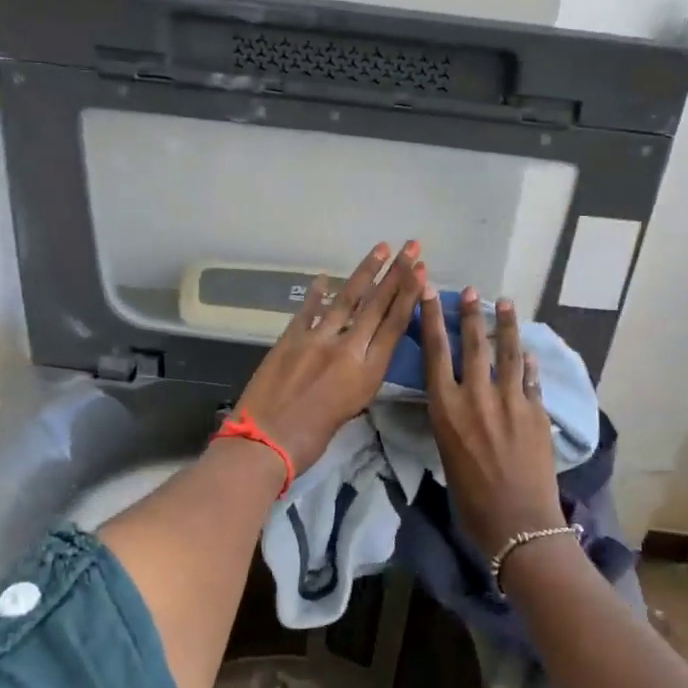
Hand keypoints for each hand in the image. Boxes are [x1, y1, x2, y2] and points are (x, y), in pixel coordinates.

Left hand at [232, 242, 423, 475]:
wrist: (266, 441)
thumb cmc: (312, 439)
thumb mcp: (350, 410)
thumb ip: (359, 379)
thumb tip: (360, 356)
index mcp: (367, 372)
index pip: (394, 325)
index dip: (409, 295)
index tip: (421, 271)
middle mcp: (347, 348)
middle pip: (376, 305)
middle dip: (396, 273)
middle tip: (411, 246)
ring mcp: (316, 339)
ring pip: (346, 298)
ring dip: (365, 271)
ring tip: (380, 248)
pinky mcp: (290, 338)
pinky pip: (308, 310)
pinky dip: (317, 293)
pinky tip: (324, 277)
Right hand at [419, 286, 563, 557]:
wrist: (517, 521)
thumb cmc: (470, 499)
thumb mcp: (446, 453)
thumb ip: (452, 421)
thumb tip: (459, 403)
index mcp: (447, 409)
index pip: (436, 353)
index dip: (432, 319)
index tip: (431, 292)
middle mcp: (477, 397)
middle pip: (474, 344)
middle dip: (471, 314)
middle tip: (473, 291)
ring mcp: (512, 401)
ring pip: (509, 353)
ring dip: (506, 326)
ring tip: (506, 303)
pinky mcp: (537, 412)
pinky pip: (532, 379)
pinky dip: (529, 363)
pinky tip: (529, 352)